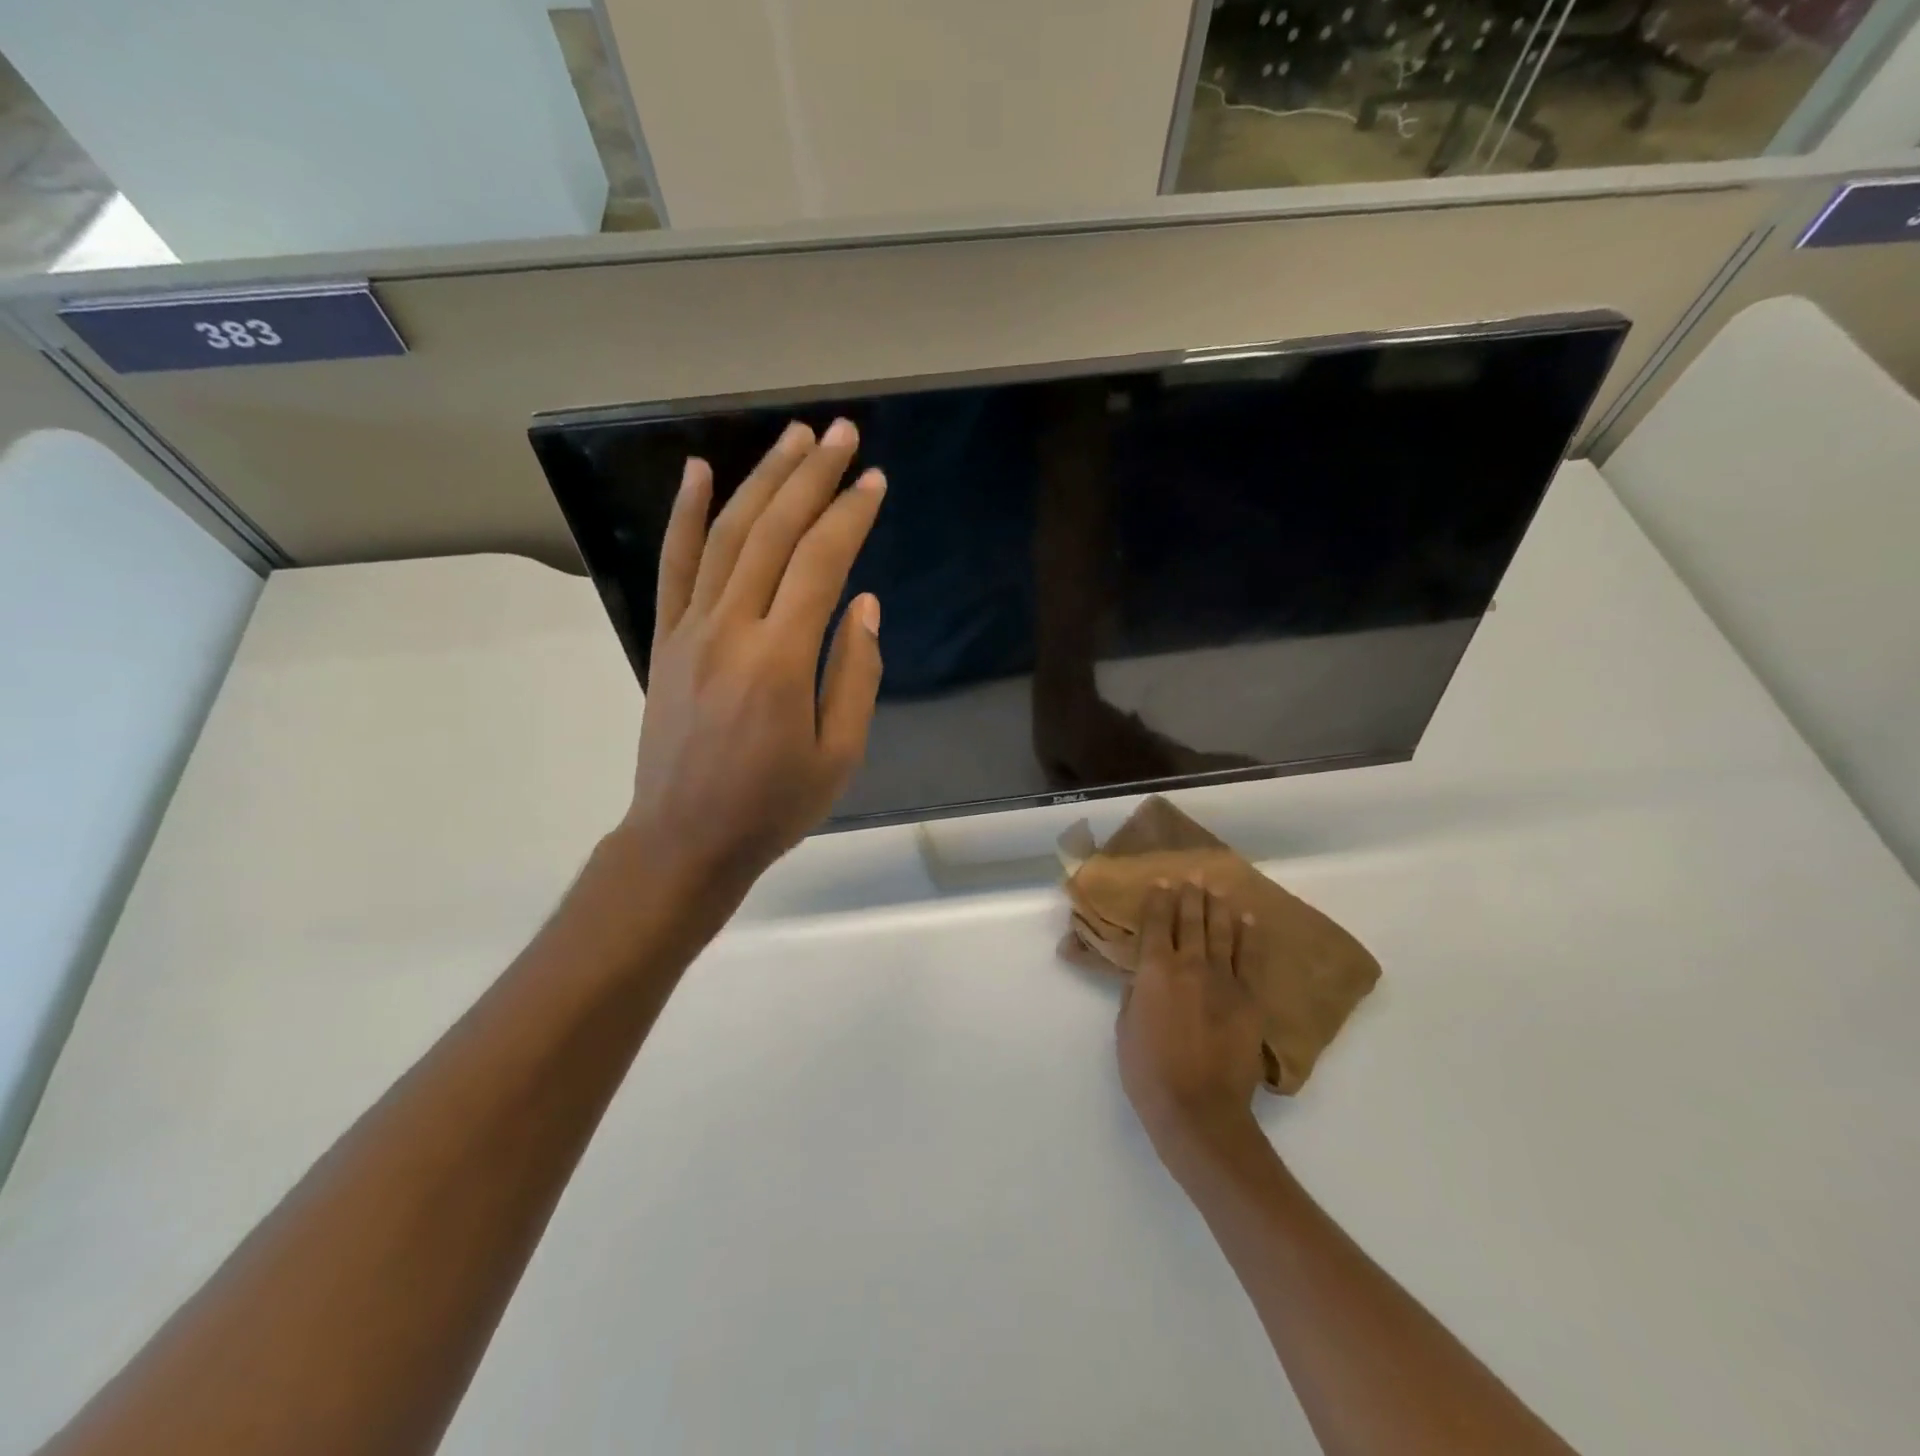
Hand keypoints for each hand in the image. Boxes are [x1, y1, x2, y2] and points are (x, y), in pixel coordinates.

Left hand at [620, 418, 884, 896]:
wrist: (686, 839)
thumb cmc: (773, 806)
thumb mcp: (839, 754)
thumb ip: (855, 674)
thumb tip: (865, 605)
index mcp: (781, 659)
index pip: (821, 563)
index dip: (850, 515)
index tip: (874, 479)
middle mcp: (732, 629)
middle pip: (774, 533)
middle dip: (811, 476)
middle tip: (840, 432)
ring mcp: (690, 629)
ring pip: (727, 536)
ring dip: (761, 480)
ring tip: (792, 438)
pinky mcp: (665, 640)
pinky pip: (673, 565)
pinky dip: (685, 514)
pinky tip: (699, 471)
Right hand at [1117, 879, 1266, 1178]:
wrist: (1199, 1109)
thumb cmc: (1149, 1071)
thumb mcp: (1125, 1027)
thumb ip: (1135, 994)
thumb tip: (1143, 976)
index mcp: (1155, 970)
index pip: (1157, 923)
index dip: (1159, 900)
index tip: (1162, 882)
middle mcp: (1190, 965)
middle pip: (1192, 920)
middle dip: (1190, 896)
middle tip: (1193, 877)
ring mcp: (1224, 980)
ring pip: (1222, 932)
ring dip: (1218, 907)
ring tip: (1217, 889)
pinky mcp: (1249, 998)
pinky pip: (1250, 958)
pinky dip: (1249, 935)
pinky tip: (1248, 919)